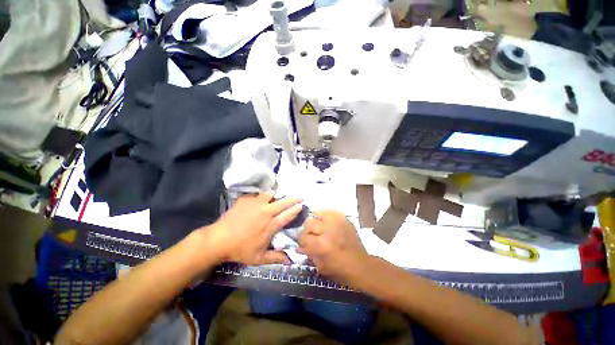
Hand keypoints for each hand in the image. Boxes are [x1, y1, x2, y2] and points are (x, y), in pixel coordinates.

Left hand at [202, 192, 301, 264]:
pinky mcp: (245, 200)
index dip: (296, 209)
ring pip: (269, 194)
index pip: (287, 215)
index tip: (302, 205)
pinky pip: (256, 194)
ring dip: (274, 195)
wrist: (218, 239)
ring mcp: (255, 204)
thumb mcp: (259, 258)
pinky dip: (259, 197)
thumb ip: (276, 258)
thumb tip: (290, 261)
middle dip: (293, 198)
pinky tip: (256, 200)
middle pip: (283, 202)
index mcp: (270, 225)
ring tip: (275, 196)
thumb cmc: (240, 250)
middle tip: (299, 196)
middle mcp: (266, 212)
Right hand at [298, 210, 369, 283]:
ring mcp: (337, 222)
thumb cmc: (341, 271)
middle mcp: (328, 230)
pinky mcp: (344, 219)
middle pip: (309, 223)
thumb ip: (309, 254)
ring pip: (318, 213)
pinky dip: (325, 216)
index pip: (303, 237)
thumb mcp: (321, 267)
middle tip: (310, 236)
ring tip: (318, 228)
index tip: (303, 245)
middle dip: (307, 231)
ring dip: (316, 221)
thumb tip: (299, 246)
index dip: (301, 242)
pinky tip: (326, 223)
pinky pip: (330, 211)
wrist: (362, 265)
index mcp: (322, 245)